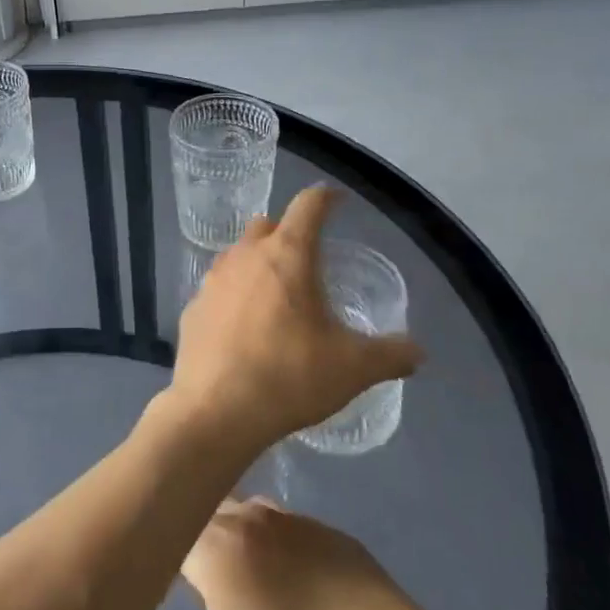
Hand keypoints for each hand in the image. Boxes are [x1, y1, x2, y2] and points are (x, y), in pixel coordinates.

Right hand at [157, 500, 486, 609]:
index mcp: (216, 545)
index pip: (177, 528)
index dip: (168, 549)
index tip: (174, 576)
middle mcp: (253, 519)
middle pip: (215, 510)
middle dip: (205, 533)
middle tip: (207, 575)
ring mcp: (298, 522)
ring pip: (256, 512)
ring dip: (246, 535)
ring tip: (252, 575)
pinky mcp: (337, 535)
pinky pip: (296, 529)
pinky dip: (287, 547)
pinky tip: (299, 582)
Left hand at [167, 186, 419, 455]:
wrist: (216, 411)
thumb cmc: (290, 377)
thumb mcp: (353, 368)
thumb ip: (390, 354)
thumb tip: (417, 352)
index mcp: (287, 254)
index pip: (308, 205)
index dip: (326, 198)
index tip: (337, 201)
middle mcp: (245, 256)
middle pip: (267, 225)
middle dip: (288, 231)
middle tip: (308, 257)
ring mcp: (212, 281)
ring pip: (238, 255)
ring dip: (258, 263)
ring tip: (277, 294)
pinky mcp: (192, 309)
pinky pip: (218, 289)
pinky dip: (235, 296)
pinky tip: (244, 327)